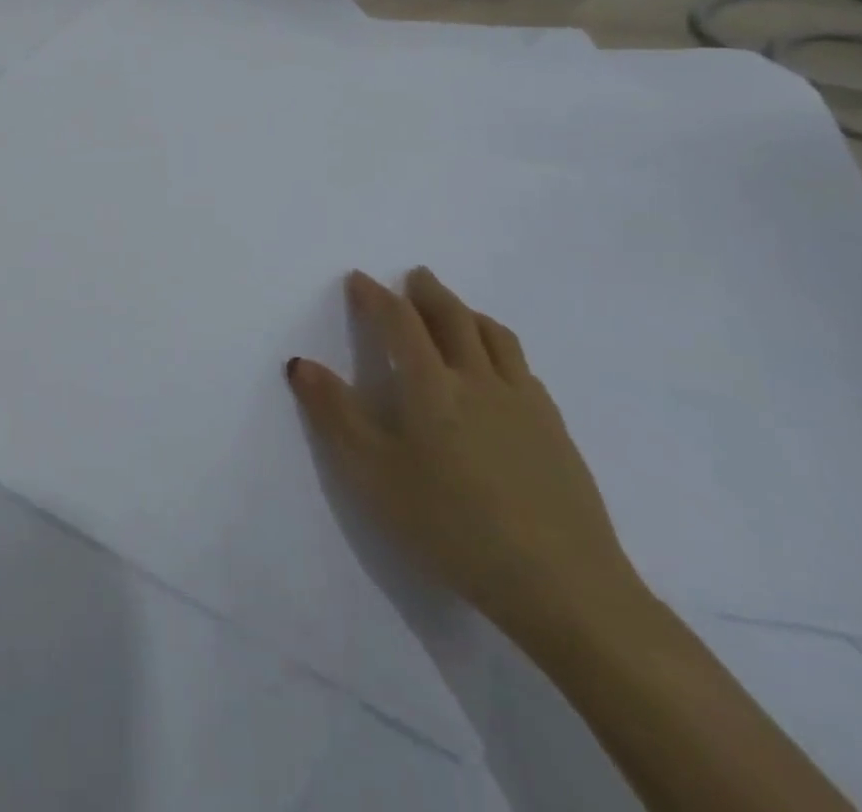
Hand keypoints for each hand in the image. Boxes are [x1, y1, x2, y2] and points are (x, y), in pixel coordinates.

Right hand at [287, 268, 646, 651]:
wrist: (562, 585)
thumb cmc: (452, 526)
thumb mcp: (374, 475)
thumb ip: (335, 414)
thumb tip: (299, 362)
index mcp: (430, 385)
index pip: (399, 322)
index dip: (376, 296)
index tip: (359, 279)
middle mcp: (478, 379)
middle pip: (453, 317)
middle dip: (427, 292)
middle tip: (414, 276)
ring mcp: (523, 402)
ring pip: (494, 336)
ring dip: (468, 312)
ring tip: (457, 309)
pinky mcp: (555, 430)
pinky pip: (523, 367)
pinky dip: (501, 347)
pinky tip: (500, 368)